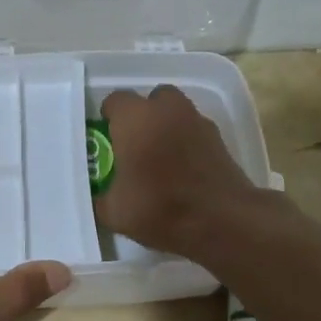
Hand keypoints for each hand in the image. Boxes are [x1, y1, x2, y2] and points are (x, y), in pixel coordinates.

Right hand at [95, 86, 260, 258]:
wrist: (222, 220)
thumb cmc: (160, 207)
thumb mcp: (114, 212)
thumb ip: (101, 198)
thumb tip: (98, 197)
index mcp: (135, 119)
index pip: (115, 100)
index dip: (109, 118)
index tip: (107, 139)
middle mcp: (167, 110)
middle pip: (151, 99)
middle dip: (143, 116)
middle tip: (135, 145)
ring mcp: (197, 122)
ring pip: (177, 113)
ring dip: (167, 127)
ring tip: (161, 158)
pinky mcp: (219, 139)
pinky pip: (195, 132)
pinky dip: (188, 143)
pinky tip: (184, 170)